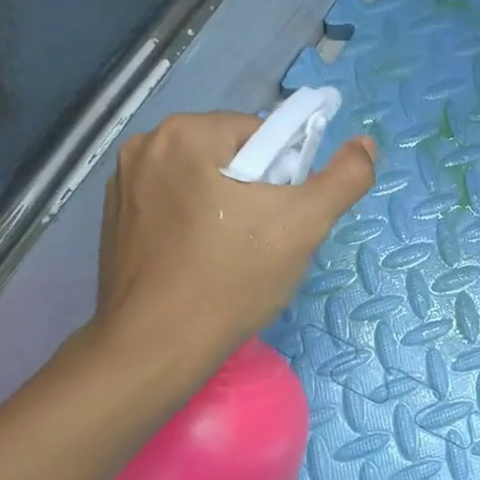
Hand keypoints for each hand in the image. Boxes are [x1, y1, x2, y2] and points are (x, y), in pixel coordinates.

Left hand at [89, 110, 375, 359]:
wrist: (157, 346)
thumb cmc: (232, 278)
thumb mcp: (304, 224)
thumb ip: (344, 178)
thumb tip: (366, 144)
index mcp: (186, 133)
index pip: (262, 135)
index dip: (285, 176)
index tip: (282, 219)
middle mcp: (146, 145)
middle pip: (230, 155)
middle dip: (254, 191)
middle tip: (263, 241)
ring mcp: (122, 183)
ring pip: (201, 181)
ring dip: (224, 206)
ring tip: (233, 255)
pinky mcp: (114, 219)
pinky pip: (172, 205)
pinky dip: (193, 224)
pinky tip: (201, 262)